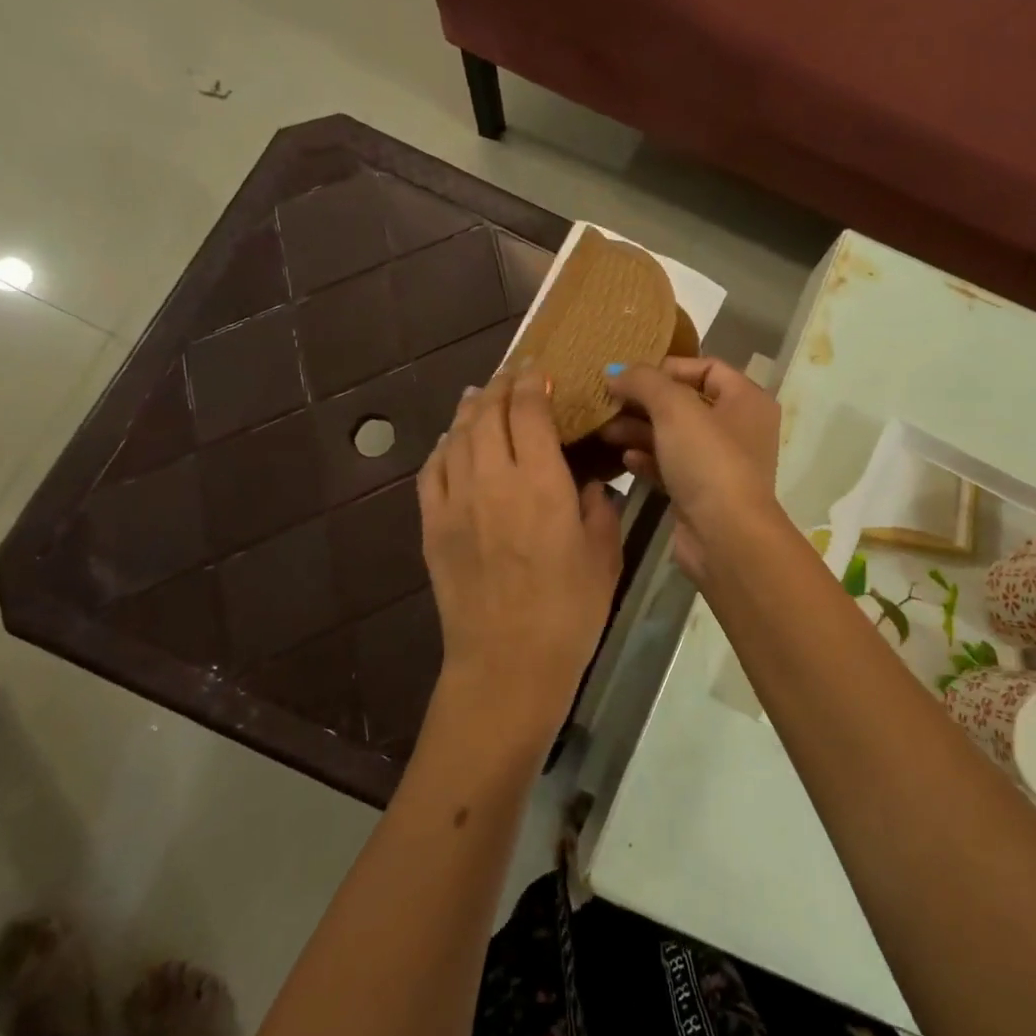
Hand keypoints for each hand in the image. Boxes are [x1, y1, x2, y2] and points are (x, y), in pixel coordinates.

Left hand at [418, 371, 622, 762]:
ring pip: (457, 436)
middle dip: (502, 387)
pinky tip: (452, 440)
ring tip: (481, 395)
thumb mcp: (603, 554)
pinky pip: (433, 470)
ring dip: (470, 409)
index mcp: (540, 482)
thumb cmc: (569, 612)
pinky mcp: (432, 525)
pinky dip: (444, 446)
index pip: (528, 411)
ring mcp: (455, 501)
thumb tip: (586, 483)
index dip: (532, 383)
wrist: (507, 664)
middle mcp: (492, 479)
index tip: (539, 370)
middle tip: (513, 376)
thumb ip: (597, 507)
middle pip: (488, 413)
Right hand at [598, 357, 780, 583]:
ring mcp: (719, 463)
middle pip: (685, 403)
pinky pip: (670, 466)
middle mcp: (738, 428)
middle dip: (644, 401)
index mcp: (746, 400)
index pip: (707, 368)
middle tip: (607, 402)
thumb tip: (616, 372)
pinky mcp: (700, 493)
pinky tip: (623, 459)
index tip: (630, 375)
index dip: (668, 367)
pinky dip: (647, 459)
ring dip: (639, 430)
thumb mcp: (675, 408)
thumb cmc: (708, 460)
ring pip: (674, 436)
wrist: (725, 536)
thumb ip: (644, 381)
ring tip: (604, 430)